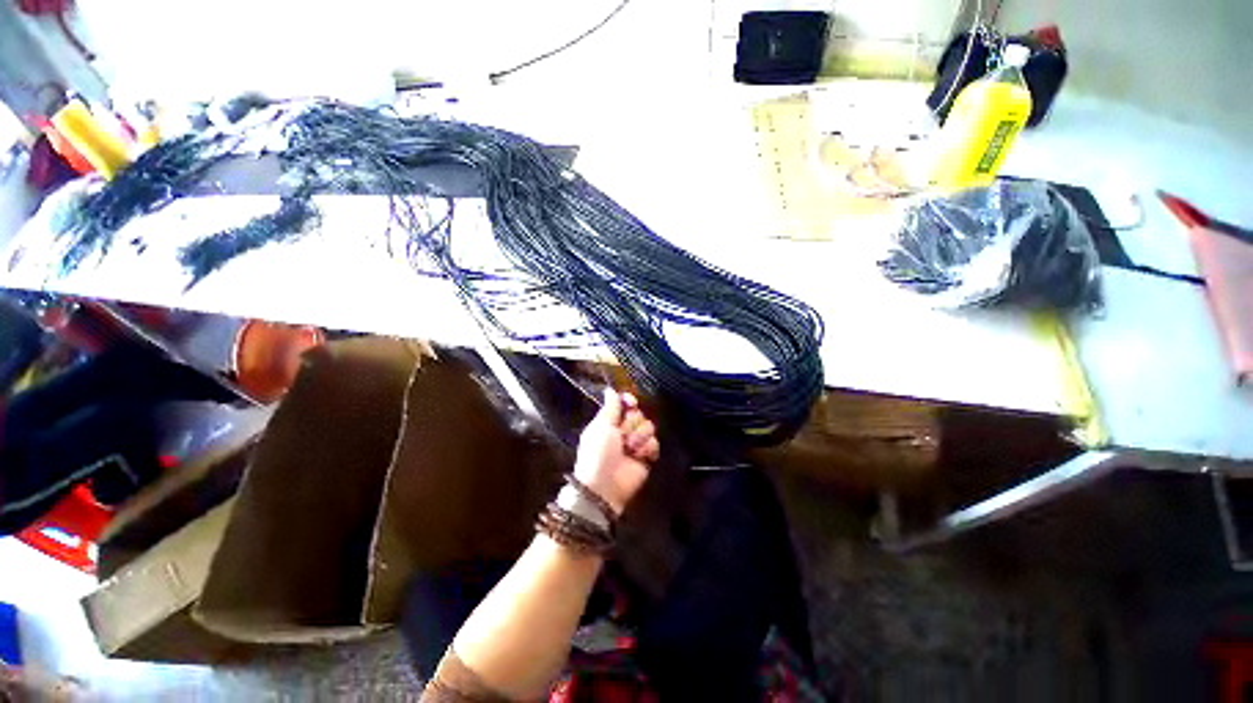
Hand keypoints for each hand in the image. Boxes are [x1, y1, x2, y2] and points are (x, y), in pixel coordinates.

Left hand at [574, 388, 658, 514]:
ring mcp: (636, 443)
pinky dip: (648, 449)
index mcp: (610, 421)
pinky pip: (655, 443)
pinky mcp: (646, 456)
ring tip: (630, 449)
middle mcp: (623, 429)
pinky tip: (640, 455)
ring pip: (649, 427)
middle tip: (622, 435)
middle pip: (638, 414)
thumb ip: (610, 407)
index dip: (630, 401)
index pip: (625, 403)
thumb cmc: (598, 452)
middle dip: (632, 423)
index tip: (632, 402)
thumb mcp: (601, 426)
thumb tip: (610, 389)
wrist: (605, 485)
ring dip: (639, 437)